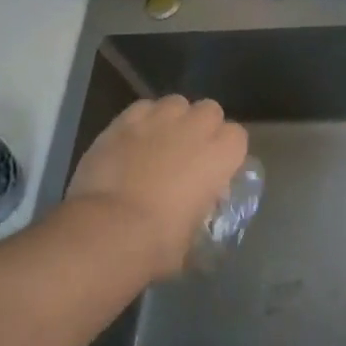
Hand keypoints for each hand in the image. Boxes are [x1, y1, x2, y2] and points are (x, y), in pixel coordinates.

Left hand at [63, 96, 247, 280]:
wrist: (108, 230)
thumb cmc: (158, 242)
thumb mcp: (194, 235)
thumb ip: (199, 211)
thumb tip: (192, 212)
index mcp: (220, 155)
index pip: (237, 136)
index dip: (226, 151)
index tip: (214, 170)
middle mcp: (195, 127)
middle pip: (209, 110)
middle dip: (202, 126)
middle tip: (187, 153)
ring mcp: (159, 119)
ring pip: (175, 103)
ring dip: (173, 119)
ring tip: (159, 142)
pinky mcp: (124, 120)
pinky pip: (142, 108)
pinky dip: (141, 120)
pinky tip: (132, 140)